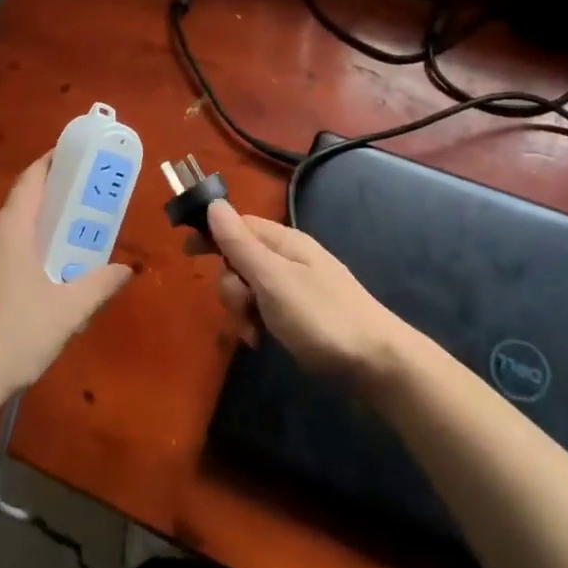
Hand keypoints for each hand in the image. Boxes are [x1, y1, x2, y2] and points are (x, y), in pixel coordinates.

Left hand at [0, 155, 132, 403]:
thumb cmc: (15, 336)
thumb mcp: (68, 312)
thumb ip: (99, 285)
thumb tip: (127, 270)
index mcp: (9, 233)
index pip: (29, 182)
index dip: (50, 163)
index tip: (72, 156)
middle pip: (20, 209)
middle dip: (50, 205)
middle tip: (81, 209)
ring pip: (8, 239)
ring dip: (34, 238)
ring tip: (64, 253)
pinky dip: (18, 261)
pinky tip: (35, 290)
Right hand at [207, 200, 411, 385]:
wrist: (379, 363)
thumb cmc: (321, 317)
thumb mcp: (273, 280)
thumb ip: (241, 244)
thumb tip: (214, 204)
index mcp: (284, 242)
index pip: (238, 225)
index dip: (212, 235)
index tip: (188, 255)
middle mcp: (290, 258)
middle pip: (241, 260)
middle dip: (231, 286)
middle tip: (243, 308)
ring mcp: (298, 287)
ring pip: (251, 289)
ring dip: (243, 310)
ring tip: (255, 334)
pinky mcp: (303, 315)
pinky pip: (267, 311)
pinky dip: (259, 324)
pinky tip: (263, 343)